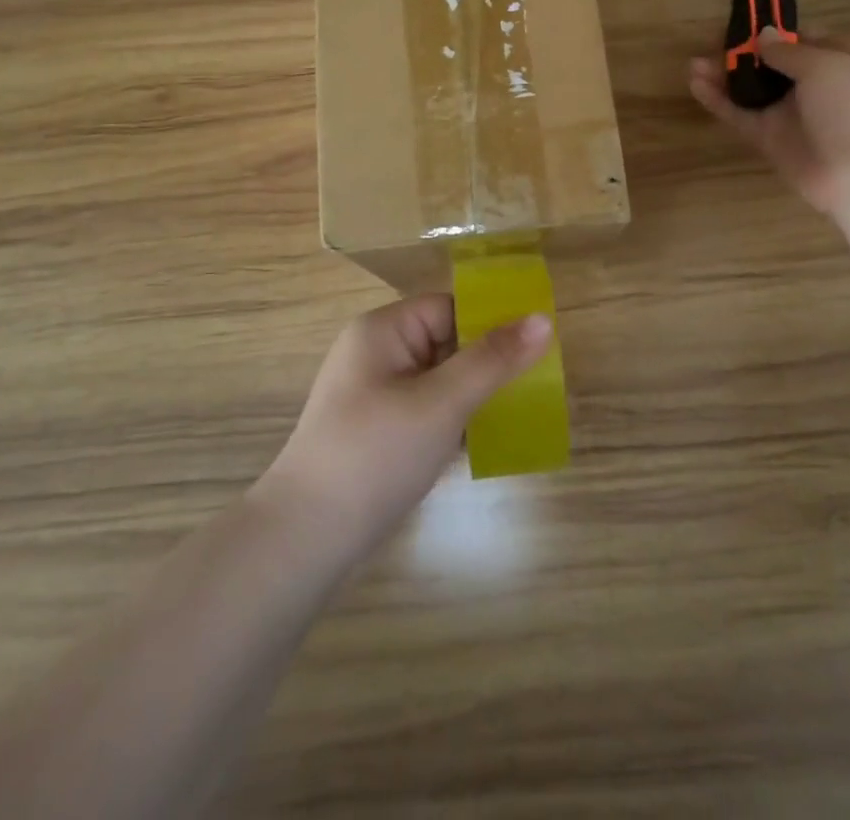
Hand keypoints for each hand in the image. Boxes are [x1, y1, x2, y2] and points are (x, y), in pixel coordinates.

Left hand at [263, 295, 550, 551]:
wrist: (306, 540)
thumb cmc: (375, 455)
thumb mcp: (442, 403)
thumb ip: (493, 360)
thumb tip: (543, 319)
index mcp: (384, 330)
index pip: (450, 308)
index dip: (492, 322)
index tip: (538, 346)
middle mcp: (376, 353)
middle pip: (447, 341)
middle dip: (488, 363)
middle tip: (537, 384)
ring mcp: (375, 394)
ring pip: (440, 379)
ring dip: (475, 395)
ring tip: (520, 413)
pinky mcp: (378, 431)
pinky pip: (427, 410)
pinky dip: (455, 421)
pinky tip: (485, 442)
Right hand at [689, 28, 849, 219]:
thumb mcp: (825, 65)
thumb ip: (787, 50)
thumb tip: (762, 35)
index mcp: (839, 61)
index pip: (801, 39)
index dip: (773, 33)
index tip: (743, 26)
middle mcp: (813, 86)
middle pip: (769, 64)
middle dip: (740, 54)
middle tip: (709, 45)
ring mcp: (789, 114)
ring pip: (751, 89)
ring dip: (723, 75)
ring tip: (693, 65)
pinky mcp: (770, 139)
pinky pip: (740, 115)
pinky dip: (718, 101)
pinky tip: (696, 85)